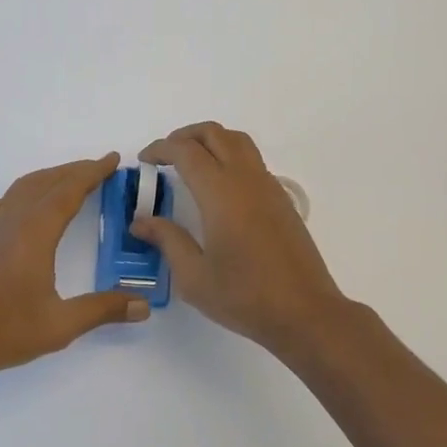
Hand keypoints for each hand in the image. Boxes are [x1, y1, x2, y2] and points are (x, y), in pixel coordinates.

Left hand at [0, 153, 149, 382]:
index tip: (113, 160)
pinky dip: (21, 193)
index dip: (93, 172)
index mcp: (35, 232)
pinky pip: (2, 204)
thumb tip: (143, 306)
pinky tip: (22, 205)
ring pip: (22, 188)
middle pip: (46, 182)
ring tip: (69, 178)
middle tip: (101, 167)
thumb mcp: (61, 325)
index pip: (69, 191)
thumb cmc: (4, 331)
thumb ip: (103, 310)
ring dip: (49, 177)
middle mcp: (13, 222)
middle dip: (75, 170)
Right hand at [135, 122, 352, 359]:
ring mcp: (268, 186)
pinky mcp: (281, 198)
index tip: (144, 160)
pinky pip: (252, 160)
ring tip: (191, 163)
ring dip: (210, 141)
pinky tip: (219, 187)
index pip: (186, 151)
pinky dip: (230, 156)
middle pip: (214, 134)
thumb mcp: (194, 277)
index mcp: (220, 193)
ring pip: (237, 141)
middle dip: (185, 136)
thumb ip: (167, 241)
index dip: (161, 148)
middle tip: (164, 156)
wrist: (305, 312)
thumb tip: (140, 221)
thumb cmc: (245, 296)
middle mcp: (246, 179)